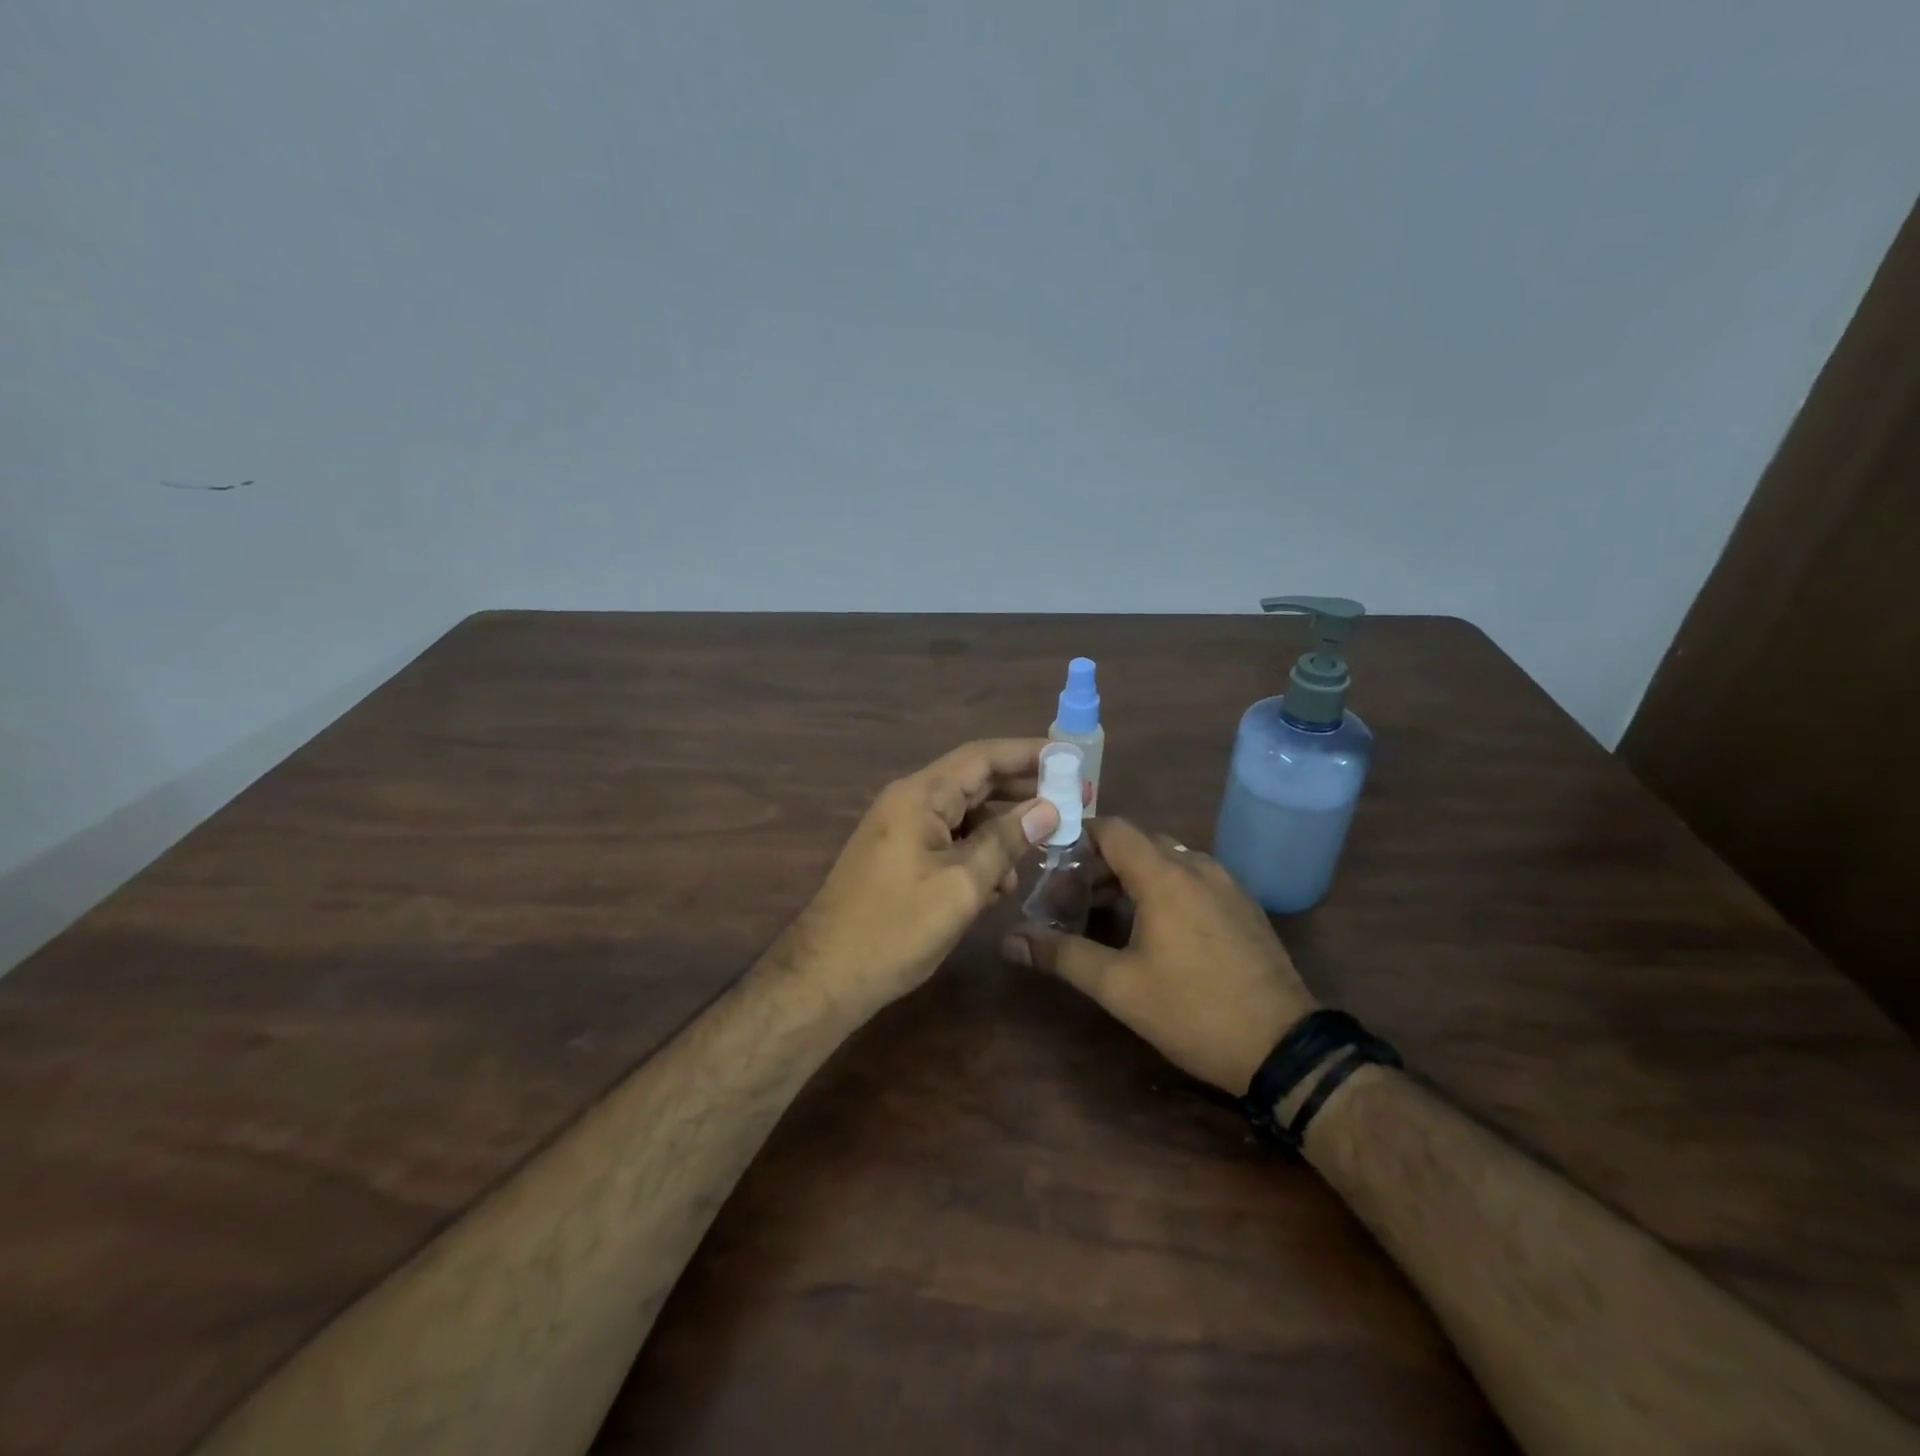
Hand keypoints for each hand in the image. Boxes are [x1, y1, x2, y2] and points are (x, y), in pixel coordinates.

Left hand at [776, 739, 1060, 1020]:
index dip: (1027, 753)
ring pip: (964, 815)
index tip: (1070, 757)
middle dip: (1021, 789)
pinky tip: (1004, 880)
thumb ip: (1005, 842)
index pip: (981, 757)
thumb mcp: (961, 886)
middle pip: (974, 781)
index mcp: (920, 796)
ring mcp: (902, 831)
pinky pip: (949, 841)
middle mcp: (909, 802)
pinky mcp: (901, 858)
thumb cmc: (895, 928)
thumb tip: (1048, 808)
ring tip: (1045, 844)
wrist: (826, 976)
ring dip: (1003, 827)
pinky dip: (979, 852)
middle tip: (1070, 797)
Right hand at [1001, 818, 1317, 1093]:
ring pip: (1166, 861)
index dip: (1077, 836)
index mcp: (1164, 875)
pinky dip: (1162, 888)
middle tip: (1069, 899)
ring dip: (1130, 878)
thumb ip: (1061, 955)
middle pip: (1137, 844)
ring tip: (1103, 915)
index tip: (1049, 862)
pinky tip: (1151, 929)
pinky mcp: (1243, 906)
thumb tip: (1009, 941)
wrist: (1284, 1047)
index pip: (1113, 829)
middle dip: (1098, 864)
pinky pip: (1192, 879)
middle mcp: (1197, 866)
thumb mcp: (1118, 986)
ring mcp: (1226, 884)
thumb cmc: (1193, 1010)